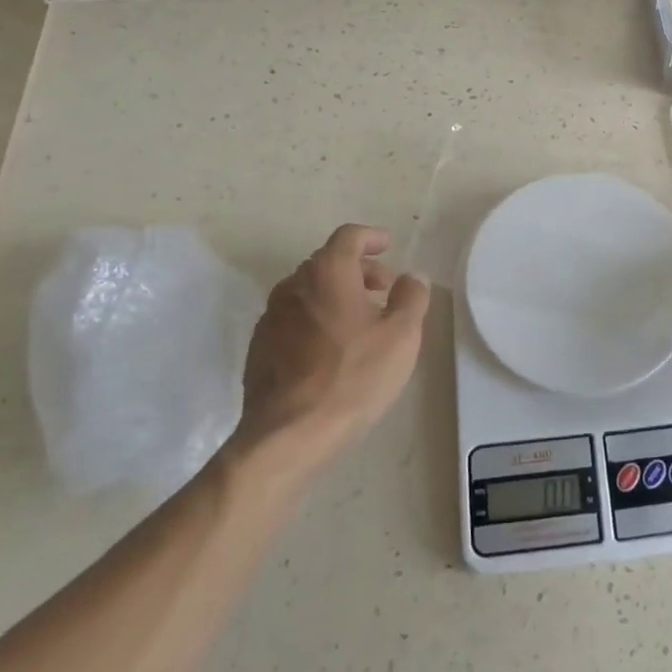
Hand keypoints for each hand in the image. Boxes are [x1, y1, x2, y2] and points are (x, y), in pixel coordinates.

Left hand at [233, 224, 430, 455]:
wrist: (289, 434)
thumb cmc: (354, 376)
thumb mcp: (402, 335)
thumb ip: (411, 297)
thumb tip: (411, 278)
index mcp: (327, 273)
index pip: (349, 236)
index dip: (371, 237)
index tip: (388, 246)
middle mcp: (293, 285)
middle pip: (328, 262)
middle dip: (359, 270)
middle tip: (384, 291)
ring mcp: (271, 317)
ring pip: (309, 291)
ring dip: (337, 295)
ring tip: (361, 322)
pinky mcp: (260, 347)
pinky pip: (294, 318)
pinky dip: (316, 319)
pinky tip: (333, 349)